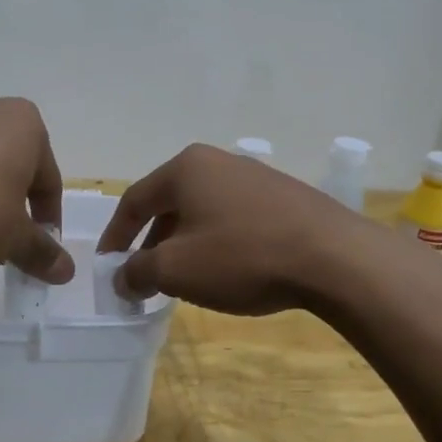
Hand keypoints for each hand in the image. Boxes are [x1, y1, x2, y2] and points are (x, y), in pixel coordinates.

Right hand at [95, 144, 366, 314]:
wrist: (334, 258)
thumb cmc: (242, 257)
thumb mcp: (176, 270)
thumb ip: (137, 271)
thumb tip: (123, 277)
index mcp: (186, 169)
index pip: (134, 201)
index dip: (115, 237)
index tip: (107, 267)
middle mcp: (218, 162)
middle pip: (169, 204)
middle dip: (152, 244)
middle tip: (145, 278)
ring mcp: (255, 177)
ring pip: (203, 213)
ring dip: (185, 245)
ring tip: (185, 279)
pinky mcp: (284, 197)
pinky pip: (234, 218)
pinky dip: (217, 243)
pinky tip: (228, 271)